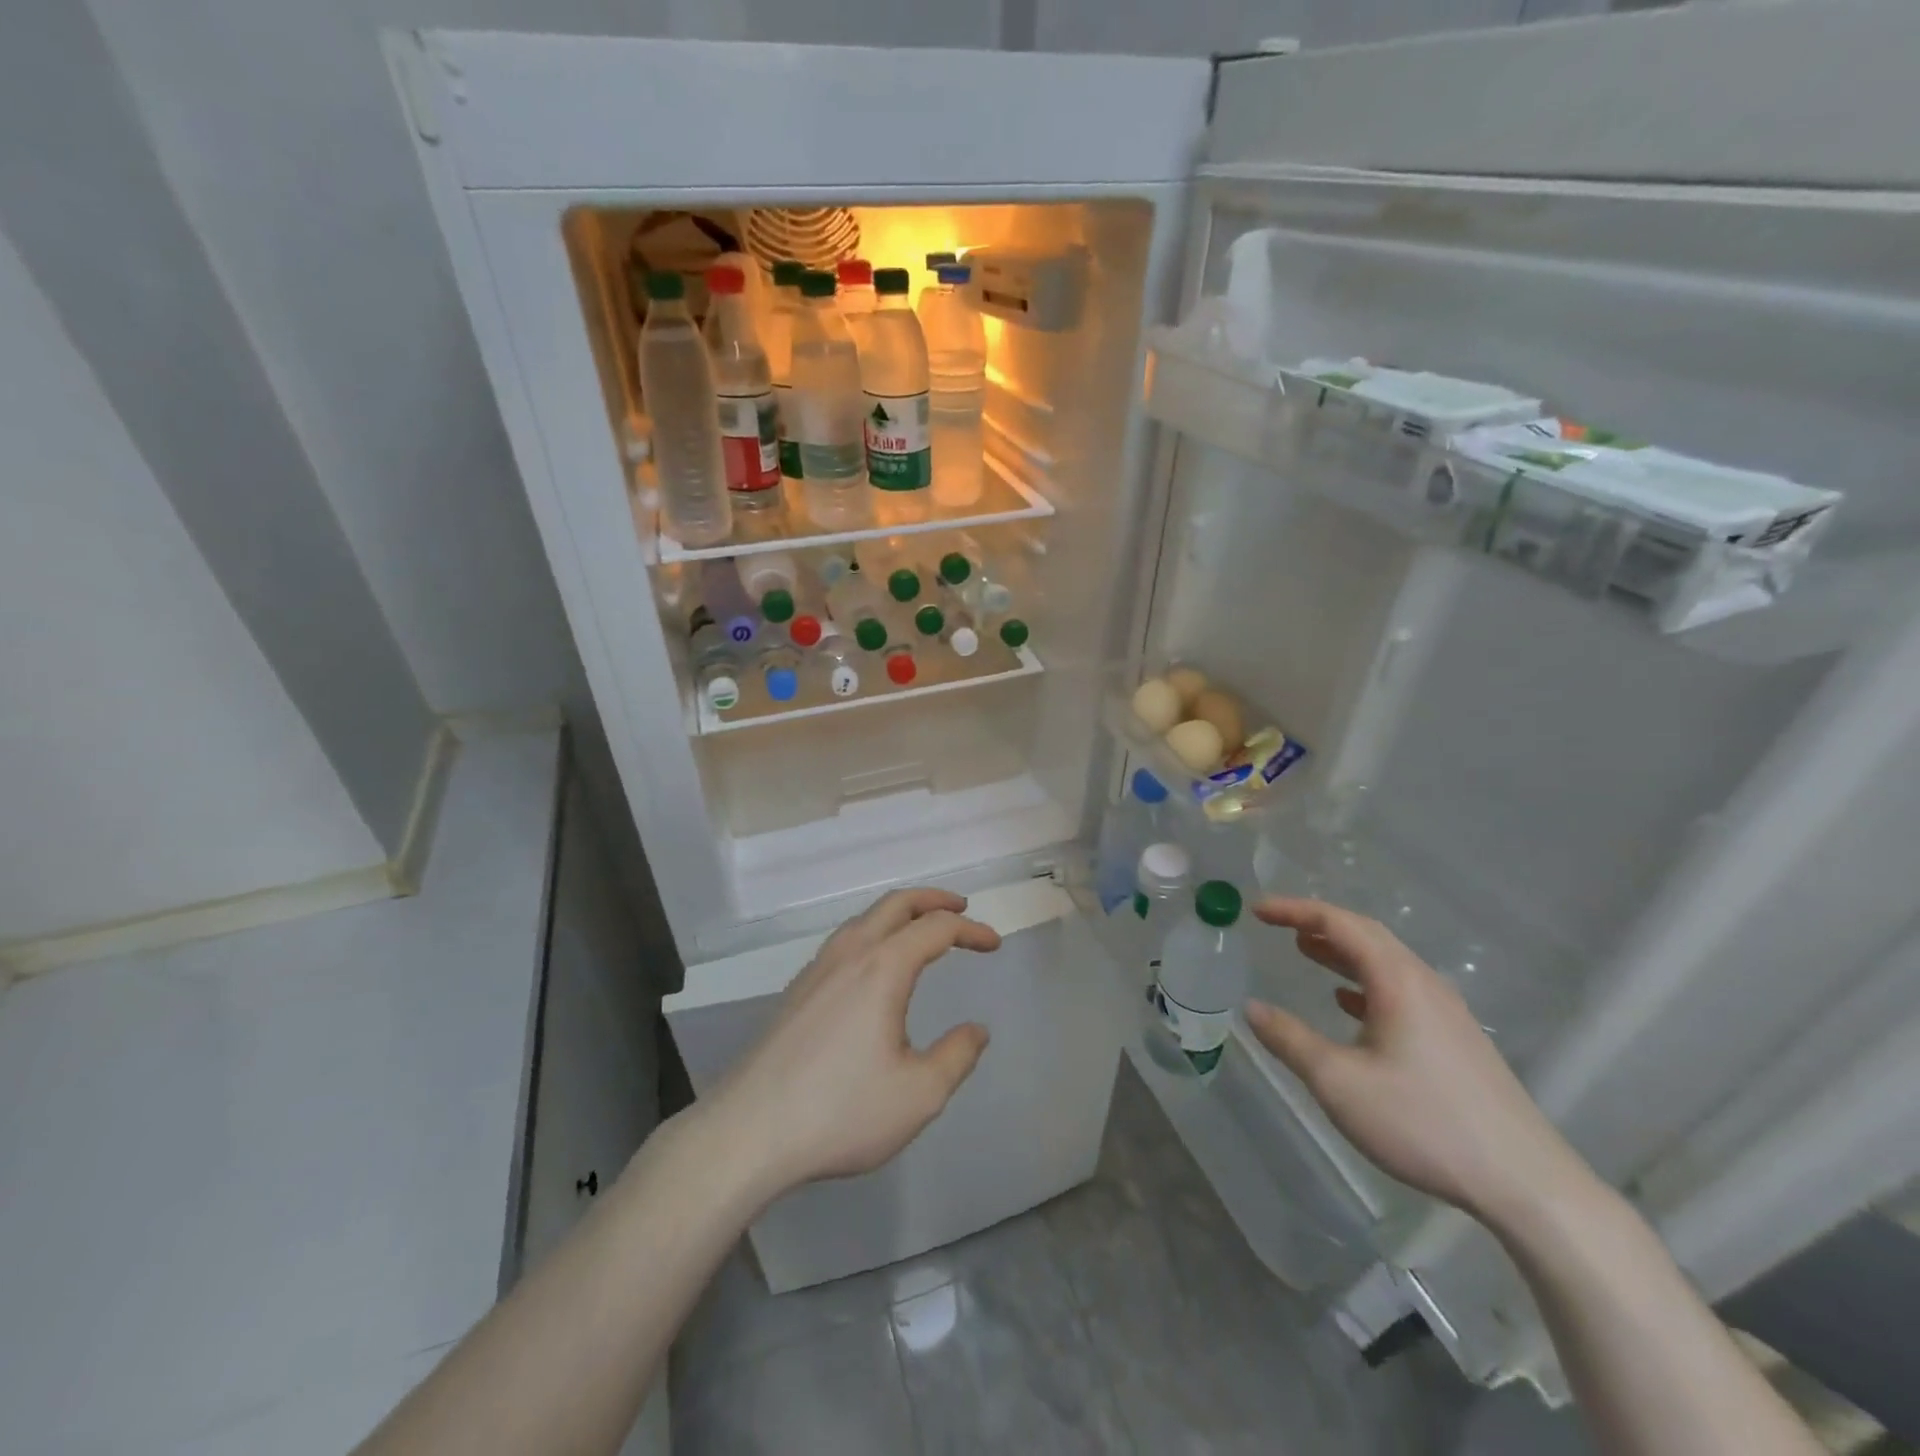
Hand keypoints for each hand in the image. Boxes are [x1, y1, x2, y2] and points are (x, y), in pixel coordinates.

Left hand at [702, 888, 1000, 1203]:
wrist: (747, 1131)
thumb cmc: (840, 1111)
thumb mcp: (919, 1095)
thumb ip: (957, 1056)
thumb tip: (977, 1030)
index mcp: (882, 968)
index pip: (936, 928)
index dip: (970, 930)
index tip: (994, 944)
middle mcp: (849, 954)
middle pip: (895, 904)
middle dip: (933, 899)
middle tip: (961, 907)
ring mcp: (816, 969)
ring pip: (864, 918)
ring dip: (899, 913)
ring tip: (921, 929)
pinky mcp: (797, 990)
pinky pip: (844, 941)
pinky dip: (874, 933)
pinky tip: (874, 966)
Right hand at [1243, 897, 1587, 1225]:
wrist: (1525, 1183)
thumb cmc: (1423, 1123)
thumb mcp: (1339, 1082)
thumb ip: (1289, 1040)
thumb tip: (1250, 1008)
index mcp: (1397, 980)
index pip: (1339, 923)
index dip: (1294, 910)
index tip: (1256, 909)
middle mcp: (1424, 983)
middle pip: (1366, 934)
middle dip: (1318, 923)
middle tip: (1277, 924)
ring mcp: (1446, 1011)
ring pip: (1385, 962)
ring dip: (1341, 951)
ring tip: (1304, 950)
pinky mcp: (1455, 1038)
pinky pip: (1400, 989)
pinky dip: (1363, 981)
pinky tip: (1347, 1002)